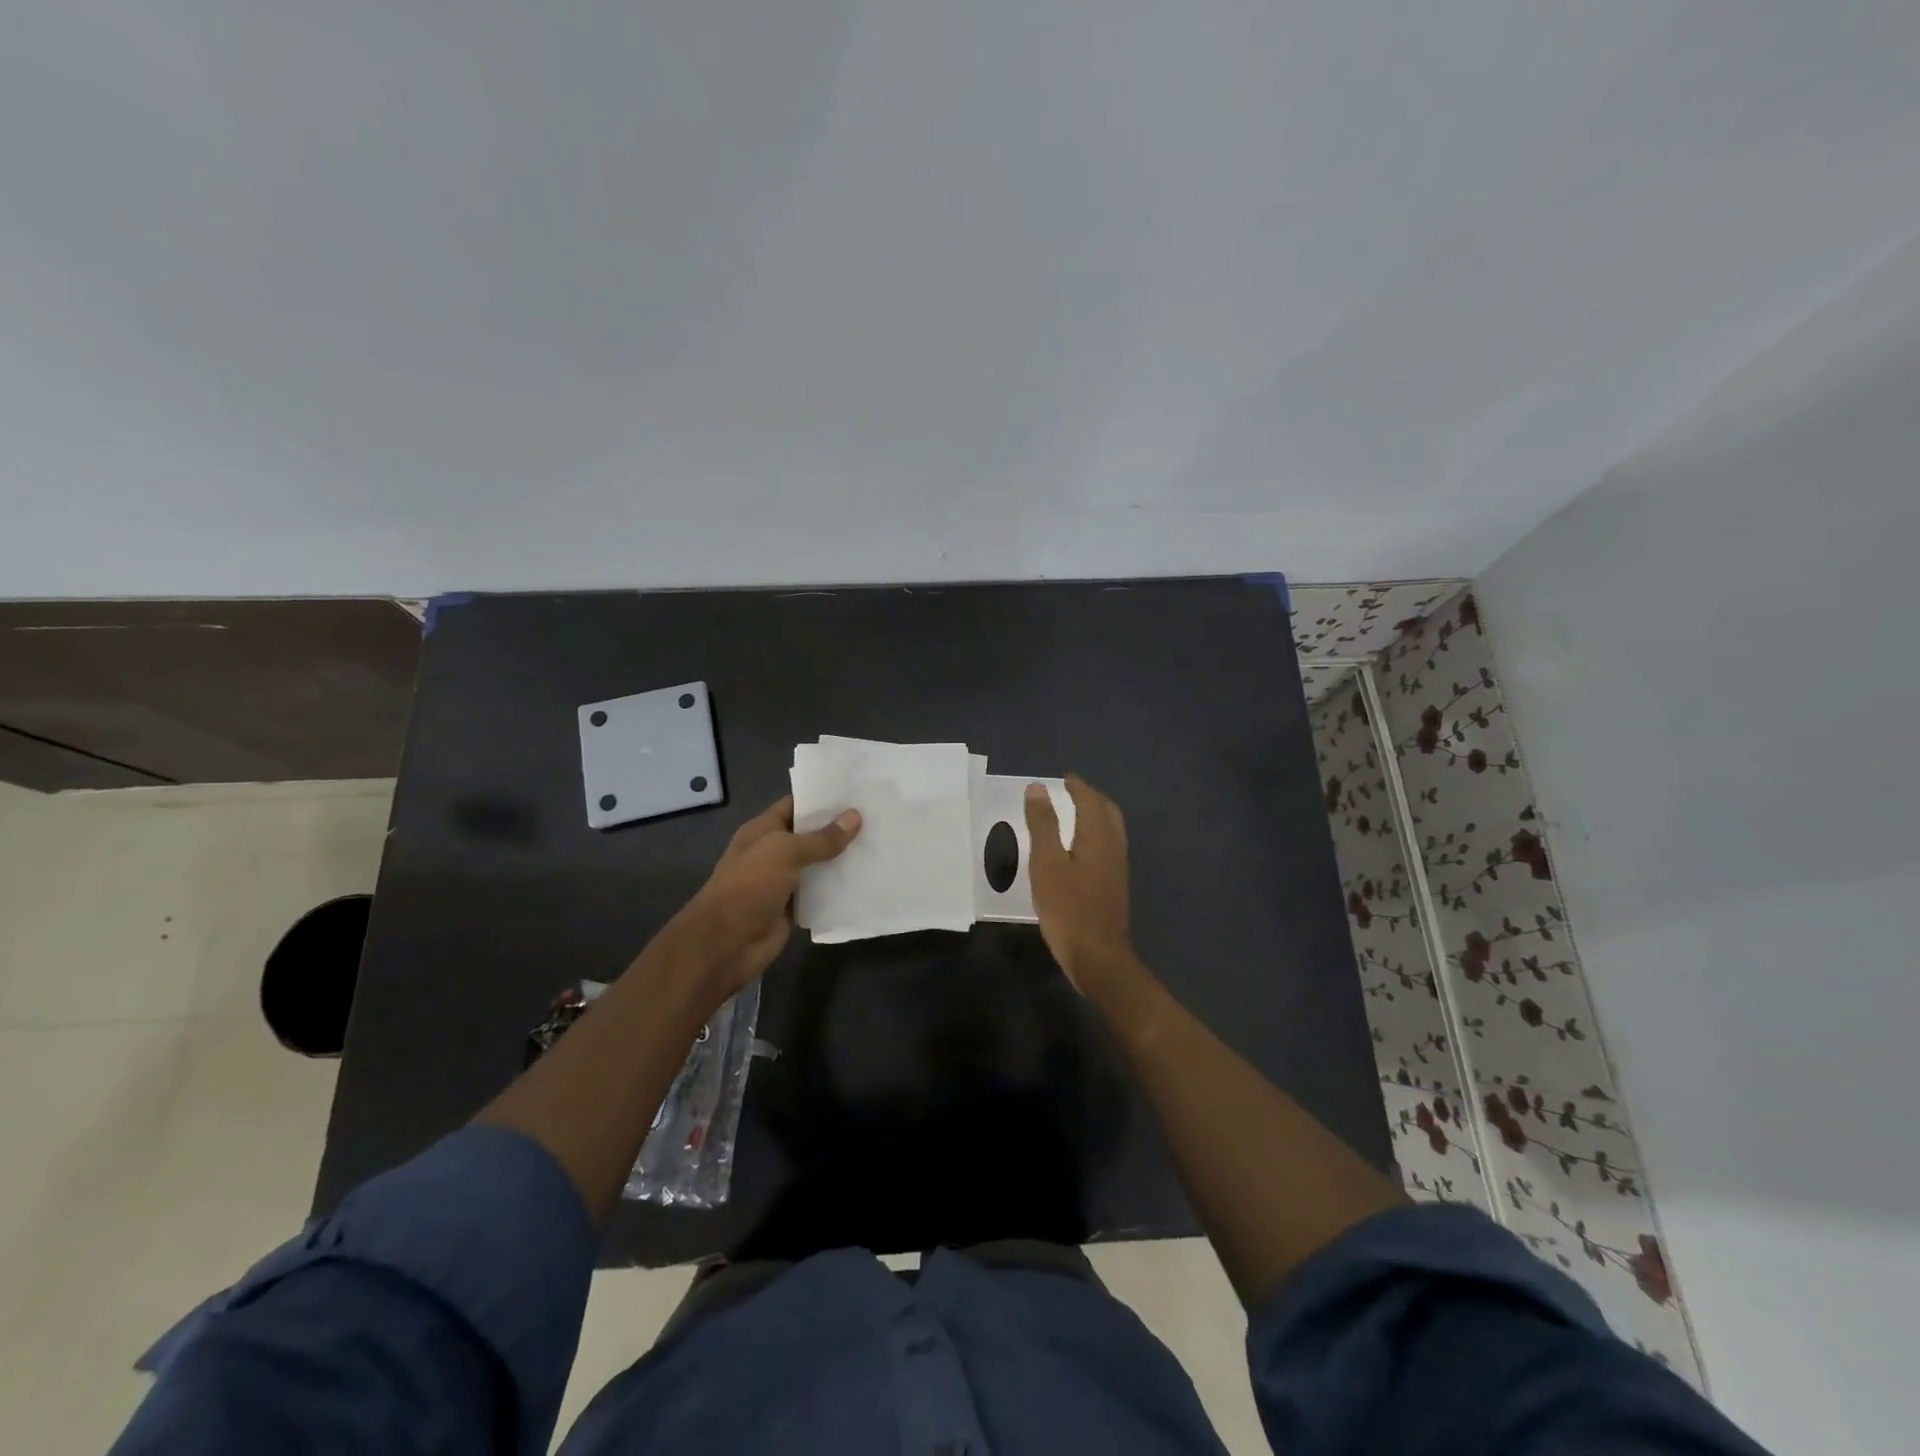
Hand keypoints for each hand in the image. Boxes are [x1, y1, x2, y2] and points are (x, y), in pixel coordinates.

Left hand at [654, 795, 860, 1002]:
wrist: (724, 943)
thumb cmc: (749, 886)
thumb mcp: (784, 852)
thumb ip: (821, 838)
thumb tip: (855, 817)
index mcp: (763, 830)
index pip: (796, 805)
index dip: (823, 798)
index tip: (857, 792)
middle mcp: (773, 853)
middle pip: (811, 835)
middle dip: (840, 828)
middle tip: (878, 816)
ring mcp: (783, 882)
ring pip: (819, 866)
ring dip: (843, 860)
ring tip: (880, 845)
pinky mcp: (793, 909)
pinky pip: (820, 894)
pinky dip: (839, 890)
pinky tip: (867, 880)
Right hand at [1024, 774, 1134, 993]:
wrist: (1098, 956)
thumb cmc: (1067, 908)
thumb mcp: (1046, 863)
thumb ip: (1043, 824)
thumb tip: (1038, 788)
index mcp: (1098, 837)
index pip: (1091, 800)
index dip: (1078, 787)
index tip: (1064, 778)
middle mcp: (1113, 847)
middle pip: (1107, 812)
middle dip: (1091, 797)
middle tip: (1071, 791)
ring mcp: (1117, 868)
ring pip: (1111, 829)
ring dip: (1096, 815)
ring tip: (1075, 813)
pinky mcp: (1115, 885)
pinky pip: (1108, 845)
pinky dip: (1096, 834)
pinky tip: (1080, 848)